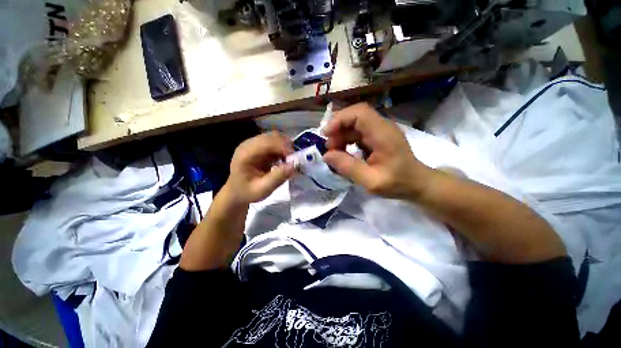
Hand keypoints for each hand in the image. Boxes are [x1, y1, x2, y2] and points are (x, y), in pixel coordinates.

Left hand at [224, 132, 294, 204]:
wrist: (236, 193)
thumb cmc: (247, 193)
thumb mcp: (262, 190)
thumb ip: (277, 178)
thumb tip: (293, 165)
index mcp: (245, 154)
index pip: (266, 142)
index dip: (283, 147)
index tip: (295, 159)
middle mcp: (249, 144)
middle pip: (272, 136)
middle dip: (286, 146)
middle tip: (295, 160)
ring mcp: (254, 144)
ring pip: (275, 137)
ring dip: (286, 147)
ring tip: (291, 160)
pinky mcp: (260, 147)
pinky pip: (275, 142)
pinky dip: (283, 149)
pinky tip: (285, 160)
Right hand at [322, 103, 433, 199]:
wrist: (417, 184)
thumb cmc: (397, 183)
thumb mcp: (371, 180)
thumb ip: (348, 167)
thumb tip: (327, 156)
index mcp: (383, 134)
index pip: (359, 113)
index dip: (340, 119)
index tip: (326, 134)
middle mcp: (382, 127)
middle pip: (355, 116)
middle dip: (338, 129)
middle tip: (329, 148)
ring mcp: (380, 131)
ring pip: (354, 124)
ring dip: (341, 135)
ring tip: (335, 152)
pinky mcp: (377, 137)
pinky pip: (357, 133)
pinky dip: (347, 140)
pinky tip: (344, 153)